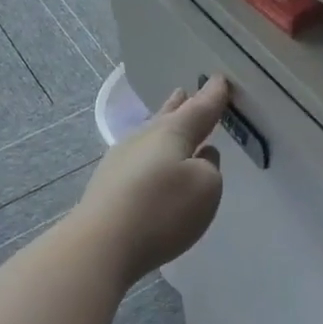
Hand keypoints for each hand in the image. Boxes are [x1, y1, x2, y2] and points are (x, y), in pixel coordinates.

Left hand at [75, 76, 228, 281]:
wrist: (101, 244)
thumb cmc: (162, 209)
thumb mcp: (206, 187)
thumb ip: (209, 167)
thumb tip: (199, 157)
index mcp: (172, 132)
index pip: (199, 108)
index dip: (213, 96)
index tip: (221, 80)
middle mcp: (144, 138)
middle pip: (167, 116)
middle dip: (180, 105)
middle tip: (185, 92)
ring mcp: (121, 160)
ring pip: (150, 136)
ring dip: (163, 127)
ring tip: (170, 118)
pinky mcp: (108, 186)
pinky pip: (138, 159)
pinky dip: (151, 154)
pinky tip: (151, 163)